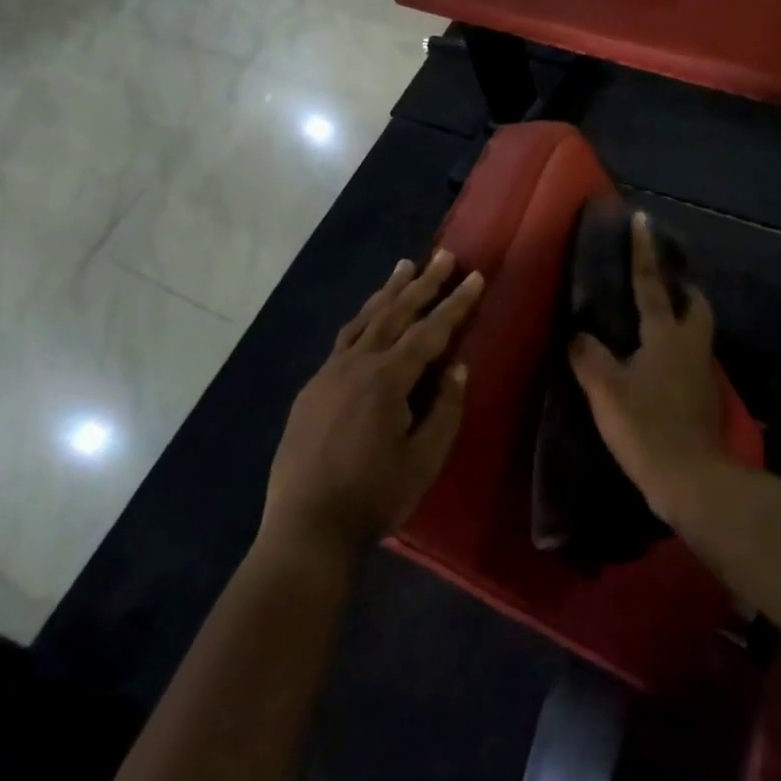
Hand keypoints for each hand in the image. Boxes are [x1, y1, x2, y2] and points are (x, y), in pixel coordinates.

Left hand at [262, 251, 484, 560]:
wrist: (306, 525)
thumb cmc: (373, 496)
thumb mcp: (423, 461)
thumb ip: (444, 409)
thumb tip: (456, 366)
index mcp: (386, 380)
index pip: (430, 332)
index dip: (455, 304)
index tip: (475, 276)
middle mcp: (356, 364)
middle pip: (395, 313)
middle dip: (423, 283)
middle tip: (443, 255)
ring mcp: (329, 373)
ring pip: (365, 320)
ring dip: (388, 292)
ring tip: (404, 266)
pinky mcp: (312, 387)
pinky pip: (344, 340)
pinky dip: (363, 319)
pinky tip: (369, 318)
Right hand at [569, 212, 724, 520]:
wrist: (691, 480)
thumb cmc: (646, 427)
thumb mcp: (605, 390)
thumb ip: (588, 356)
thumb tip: (578, 334)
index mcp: (666, 336)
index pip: (651, 285)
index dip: (644, 252)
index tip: (642, 220)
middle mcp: (690, 346)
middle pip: (694, 305)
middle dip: (681, 289)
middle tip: (659, 284)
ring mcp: (701, 372)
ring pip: (696, 332)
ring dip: (679, 318)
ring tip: (651, 321)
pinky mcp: (703, 397)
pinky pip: (690, 358)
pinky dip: (675, 349)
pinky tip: (654, 363)